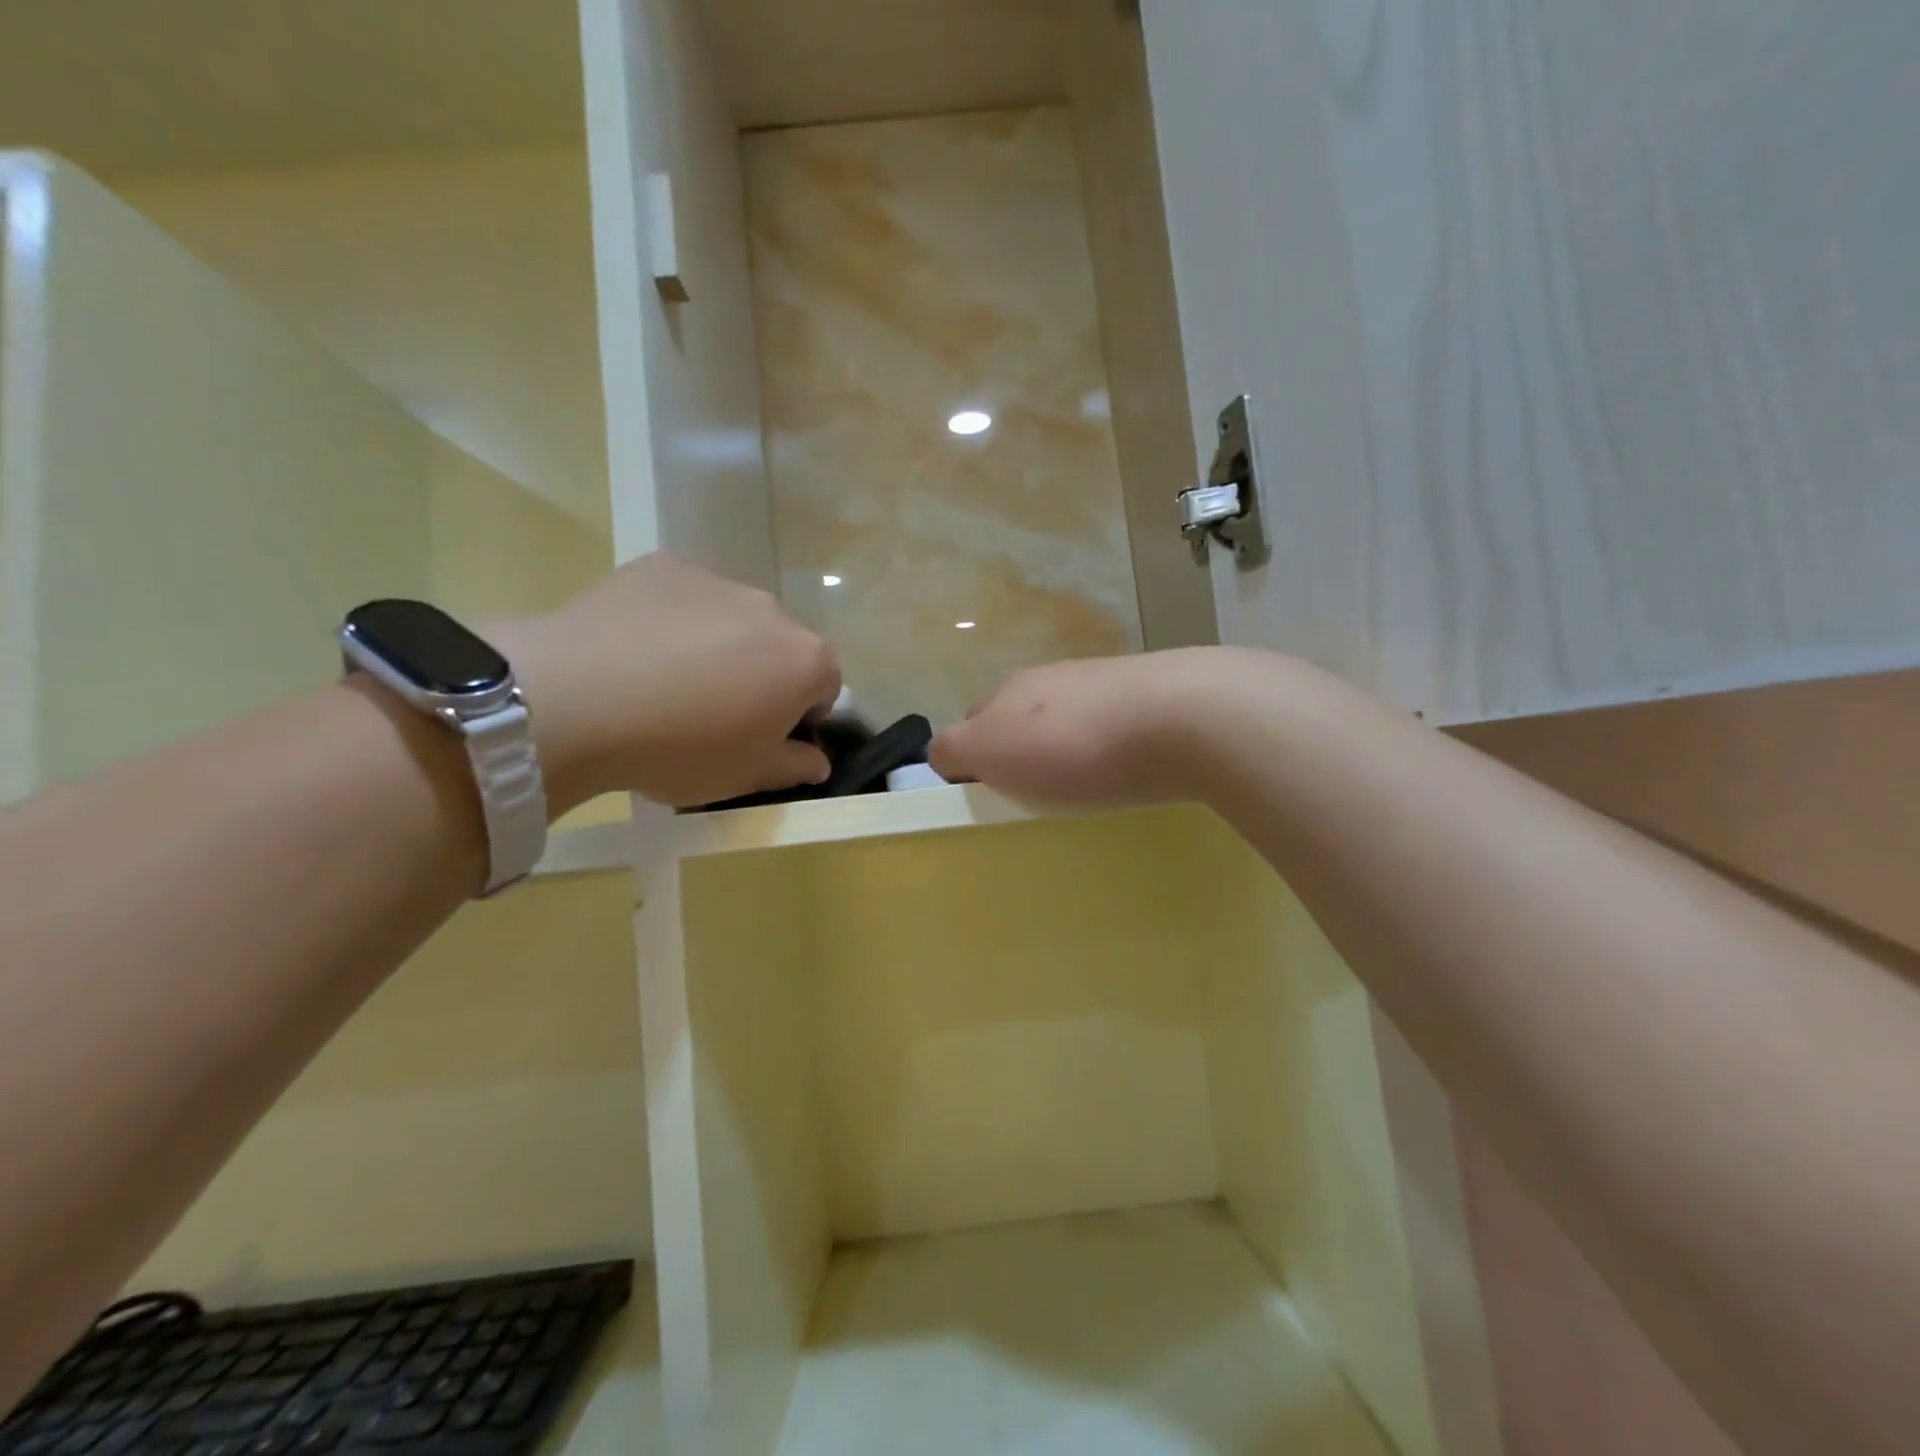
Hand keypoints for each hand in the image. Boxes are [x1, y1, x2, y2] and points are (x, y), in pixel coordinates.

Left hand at [494, 554, 841, 810]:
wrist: (577, 701)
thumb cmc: (681, 748)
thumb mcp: (746, 776)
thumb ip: (795, 766)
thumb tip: (818, 762)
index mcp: (804, 660)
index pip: (827, 686)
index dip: (802, 715)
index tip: (764, 737)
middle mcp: (771, 610)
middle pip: (780, 647)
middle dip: (761, 676)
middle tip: (712, 714)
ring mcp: (716, 581)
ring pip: (732, 620)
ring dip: (719, 646)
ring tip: (664, 683)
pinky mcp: (663, 566)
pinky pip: (684, 597)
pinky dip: (673, 621)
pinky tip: (634, 651)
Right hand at [930, 649, 1233, 809]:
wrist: (1183, 717)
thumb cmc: (1074, 747)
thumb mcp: (991, 752)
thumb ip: (956, 750)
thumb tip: (946, 753)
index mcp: (1007, 691)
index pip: (970, 724)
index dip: (973, 761)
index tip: (994, 798)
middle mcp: (1049, 678)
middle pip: (1019, 719)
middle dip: (1020, 753)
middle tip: (1038, 796)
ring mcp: (1100, 681)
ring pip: (1066, 720)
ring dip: (1066, 748)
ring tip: (1087, 788)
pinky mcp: (1148, 694)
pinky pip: (1111, 724)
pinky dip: (1109, 747)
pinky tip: (1128, 771)